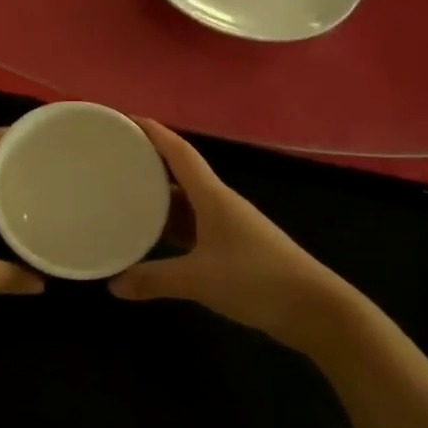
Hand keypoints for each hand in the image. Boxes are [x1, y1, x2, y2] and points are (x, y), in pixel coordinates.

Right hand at [111, 120, 347, 342]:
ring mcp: (228, 224)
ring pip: (186, 200)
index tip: (124, 118)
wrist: (315, 309)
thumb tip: (113, 285)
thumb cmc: (256, 280)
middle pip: (180, 171)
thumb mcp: (198, 280)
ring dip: (159, 194)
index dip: (153, 131)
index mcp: (212, 195)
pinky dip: (171, 224)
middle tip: (113, 157)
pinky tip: (153, 235)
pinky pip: (193, 225)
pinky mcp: (234, 246)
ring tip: (124, 192)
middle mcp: (219, 202)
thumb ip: (153, 279)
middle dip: (149, 160)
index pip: (178, 151)